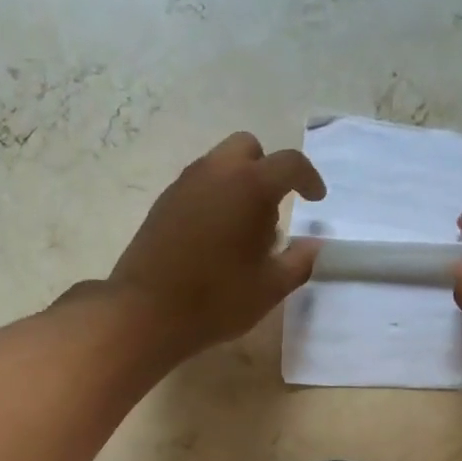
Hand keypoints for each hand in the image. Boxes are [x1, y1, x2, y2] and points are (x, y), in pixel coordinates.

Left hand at [107, 132, 326, 353]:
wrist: (146, 311)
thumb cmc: (216, 300)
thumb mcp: (269, 289)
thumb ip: (298, 262)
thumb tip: (312, 245)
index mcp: (249, 186)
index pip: (289, 164)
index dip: (309, 178)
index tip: (316, 199)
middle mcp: (216, 173)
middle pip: (248, 149)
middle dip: (266, 172)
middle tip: (271, 213)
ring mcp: (184, 185)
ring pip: (219, 166)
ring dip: (238, 186)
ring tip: (242, 233)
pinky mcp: (162, 204)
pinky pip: (197, 187)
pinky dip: (214, 199)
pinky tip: (214, 240)